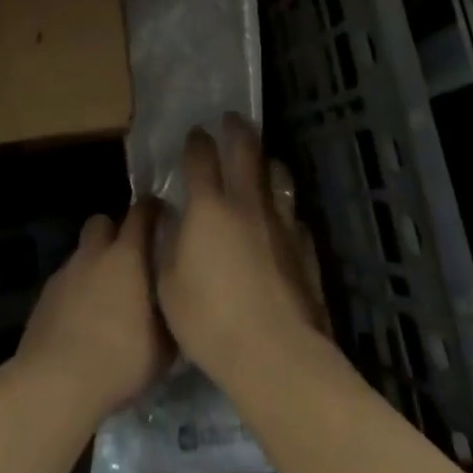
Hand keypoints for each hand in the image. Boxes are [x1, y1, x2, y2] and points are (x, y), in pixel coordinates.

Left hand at [14, 201, 171, 421]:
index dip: (152, 210)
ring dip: (94, 266)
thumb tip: (177, 305)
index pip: (141, 212)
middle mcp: (94, 254)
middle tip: (129, 259)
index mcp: (127, 256)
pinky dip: (76, 292)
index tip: (163, 217)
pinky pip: (66, 282)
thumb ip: (170, 316)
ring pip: (82, 254)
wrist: (54, 385)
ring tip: (105, 298)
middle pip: (102, 221)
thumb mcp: (163, 348)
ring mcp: (65, 273)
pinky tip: (82, 321)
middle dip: (114, 232)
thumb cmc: (118, 360)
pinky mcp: (44, 297)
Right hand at [157, 115, 328, 388]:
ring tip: (262, 161)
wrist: (276, 353)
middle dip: (236, 130)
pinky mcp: (304, 246)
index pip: (201, 158)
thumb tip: (169, 216)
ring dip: (267, 163)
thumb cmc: (210, 320)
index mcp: (209, 207)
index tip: (195, 133)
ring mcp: (280, 222)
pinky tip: (282, 220)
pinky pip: (293, 217)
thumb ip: (167, 244)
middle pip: (245, 150)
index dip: (196, 142)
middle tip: (232, 119)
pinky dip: (284, 211)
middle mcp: (247, 202)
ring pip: (277, 175)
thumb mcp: (168, 285)